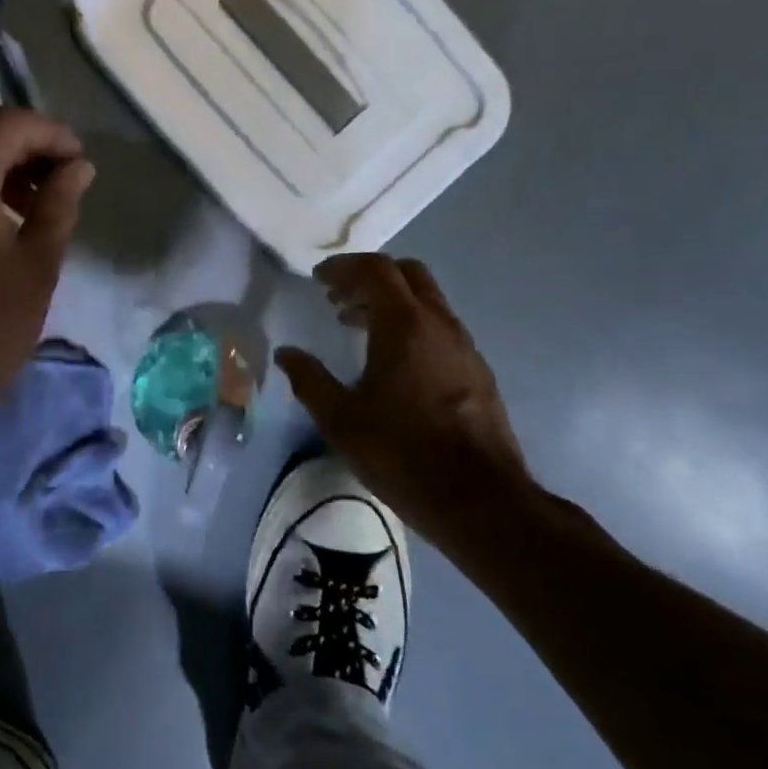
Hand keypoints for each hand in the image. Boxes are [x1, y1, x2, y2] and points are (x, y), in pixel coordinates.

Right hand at [276, 253, 542, 554]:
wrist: (481, 501)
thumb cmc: (402, 454)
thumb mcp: (340, 419)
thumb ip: (309, 379)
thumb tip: (286, 353)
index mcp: (404, 325)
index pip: (375, 270)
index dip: (343, 267)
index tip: (318, 279)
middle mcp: (439, 324)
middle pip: (407, 273)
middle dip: (369, 277)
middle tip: (338, 298)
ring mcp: (464, 346)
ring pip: (427, 300)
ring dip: (390, 302)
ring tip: (356, 327)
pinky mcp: (477, 371)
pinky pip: (440, 327)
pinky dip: (411, 325)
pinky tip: (393, 361)